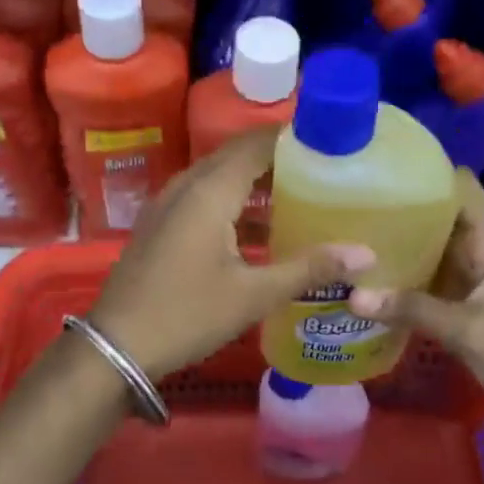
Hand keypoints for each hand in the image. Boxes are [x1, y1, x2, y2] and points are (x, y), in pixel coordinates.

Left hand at [87, 127, 373, 380]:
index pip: (256, 143)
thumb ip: (309, 268)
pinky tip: (261, 228)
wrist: (117, 345)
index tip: (330, 142)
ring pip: (219, 176)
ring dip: (256, 181)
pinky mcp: (161, 223)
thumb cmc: (188, 313)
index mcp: (210, 190)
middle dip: (278, 157)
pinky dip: (234, 200)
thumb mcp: (253, 294)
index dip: (292, 138)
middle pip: (237, 155)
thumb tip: (366, 253)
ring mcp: (168, 203)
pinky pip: (203, 196)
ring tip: (300, 194)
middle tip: (322, 168)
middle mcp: (187, 185)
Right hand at [347, 171, 483, 461]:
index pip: (459, 186)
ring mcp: (475, 277)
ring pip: (432, 248)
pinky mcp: (467, 303)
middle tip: (346, 208)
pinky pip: (431, 278)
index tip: (378, 172)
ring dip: (398, 245)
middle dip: (399, 210)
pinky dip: (405, 276)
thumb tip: (352, 296)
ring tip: (348, 237)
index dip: (424, 173)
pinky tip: (369, 279)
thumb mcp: (473, 334)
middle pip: (438, 215)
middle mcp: (483, 250)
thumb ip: (414, 310)